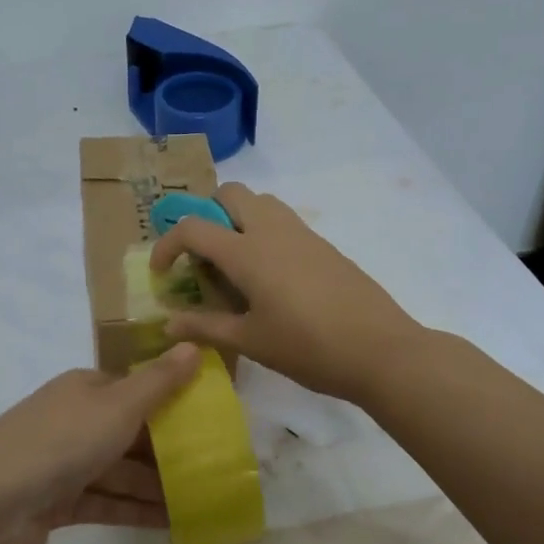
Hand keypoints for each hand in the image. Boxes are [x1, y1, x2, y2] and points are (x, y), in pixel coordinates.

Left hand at [0, 342, 201, 543]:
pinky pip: (106, 502)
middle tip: (213, 470)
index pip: (135, 391)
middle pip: (129, 433)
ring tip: (201, 502)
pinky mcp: (57, 504)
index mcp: (85, 389)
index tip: (208, 424)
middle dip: (167, 451)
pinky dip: (134, 510)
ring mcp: (62, 463)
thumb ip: (158, 382)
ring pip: (119, 471)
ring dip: (156, 486)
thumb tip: (193, 346)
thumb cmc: (60, 443)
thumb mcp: (118, 406)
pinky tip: (170, 525)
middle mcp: (73, 420)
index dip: (171, 404)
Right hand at [149, 183, 423, 404]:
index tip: (161, 272)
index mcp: (248, 252)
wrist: (381, 351)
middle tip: (203, 256)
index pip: (193, 227)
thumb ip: (205, 327)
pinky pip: (284, 222)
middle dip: (207, 214)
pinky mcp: (324, 246)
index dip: (167, 244)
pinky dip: (264, 233)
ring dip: (238, 219)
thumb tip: (169, 324)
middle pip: (231, 193)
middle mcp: (272, 230)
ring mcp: (302, 234)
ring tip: (235, 264)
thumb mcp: (250, 341)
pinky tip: (271, 279)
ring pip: (261, 202)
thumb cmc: (308, 348)